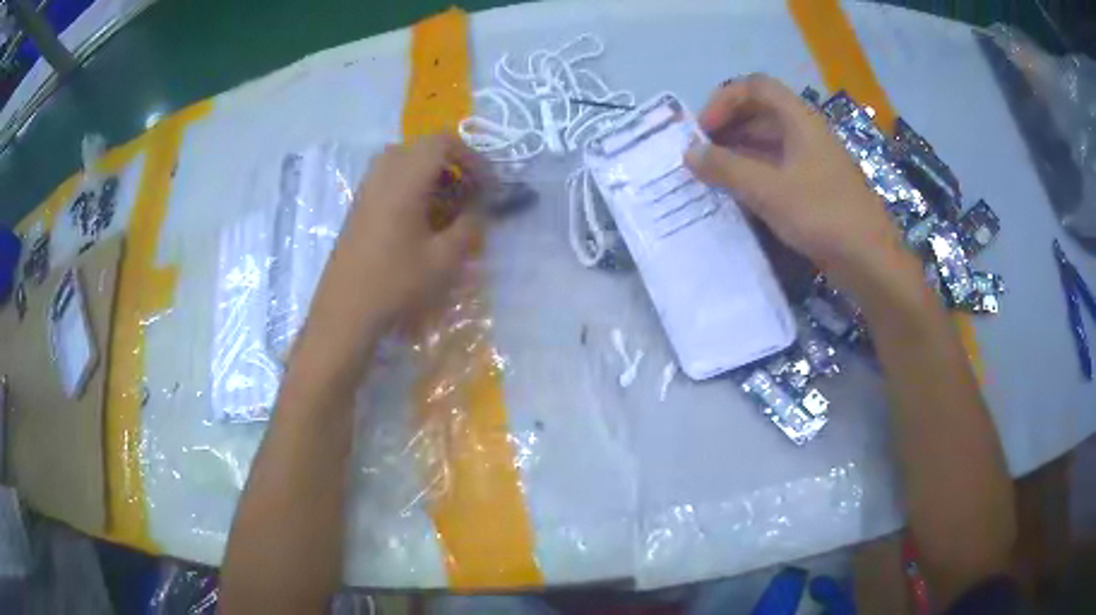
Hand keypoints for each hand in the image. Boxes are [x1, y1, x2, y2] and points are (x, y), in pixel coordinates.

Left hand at [300, 134, 485, 365]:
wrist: (345, 312)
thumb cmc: (396, 284)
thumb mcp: (445, 260)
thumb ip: (469, 226)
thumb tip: (479, 208)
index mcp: (404, 180)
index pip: (442, 142)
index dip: (471, 157)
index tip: (486, 185)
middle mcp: (382, 175)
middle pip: (422, 147)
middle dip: (451, 163)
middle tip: (467, 191)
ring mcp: (366, 189)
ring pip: (403, 160)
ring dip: (429, 173)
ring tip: (445, 205)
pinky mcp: (358, 206)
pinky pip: (388, 177)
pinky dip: (410, 184)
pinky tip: (419, 218)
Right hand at [684, 75, 913, 289]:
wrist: (869, 260)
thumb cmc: (822, 216)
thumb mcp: (769, 190)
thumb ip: (726, 168)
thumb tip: (689, 153)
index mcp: (800, 120)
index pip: (756, 87)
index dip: (725, 100)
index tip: (703, 130)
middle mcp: (806, 133)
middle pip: (760, 113)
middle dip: (727, 127)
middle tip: (701, 154)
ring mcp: (813, 161)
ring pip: (768, 143)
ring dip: (738, 152)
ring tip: (712, 176)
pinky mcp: (815, 188)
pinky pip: (778, 168)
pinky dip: (754, 174)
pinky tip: (737, 195)